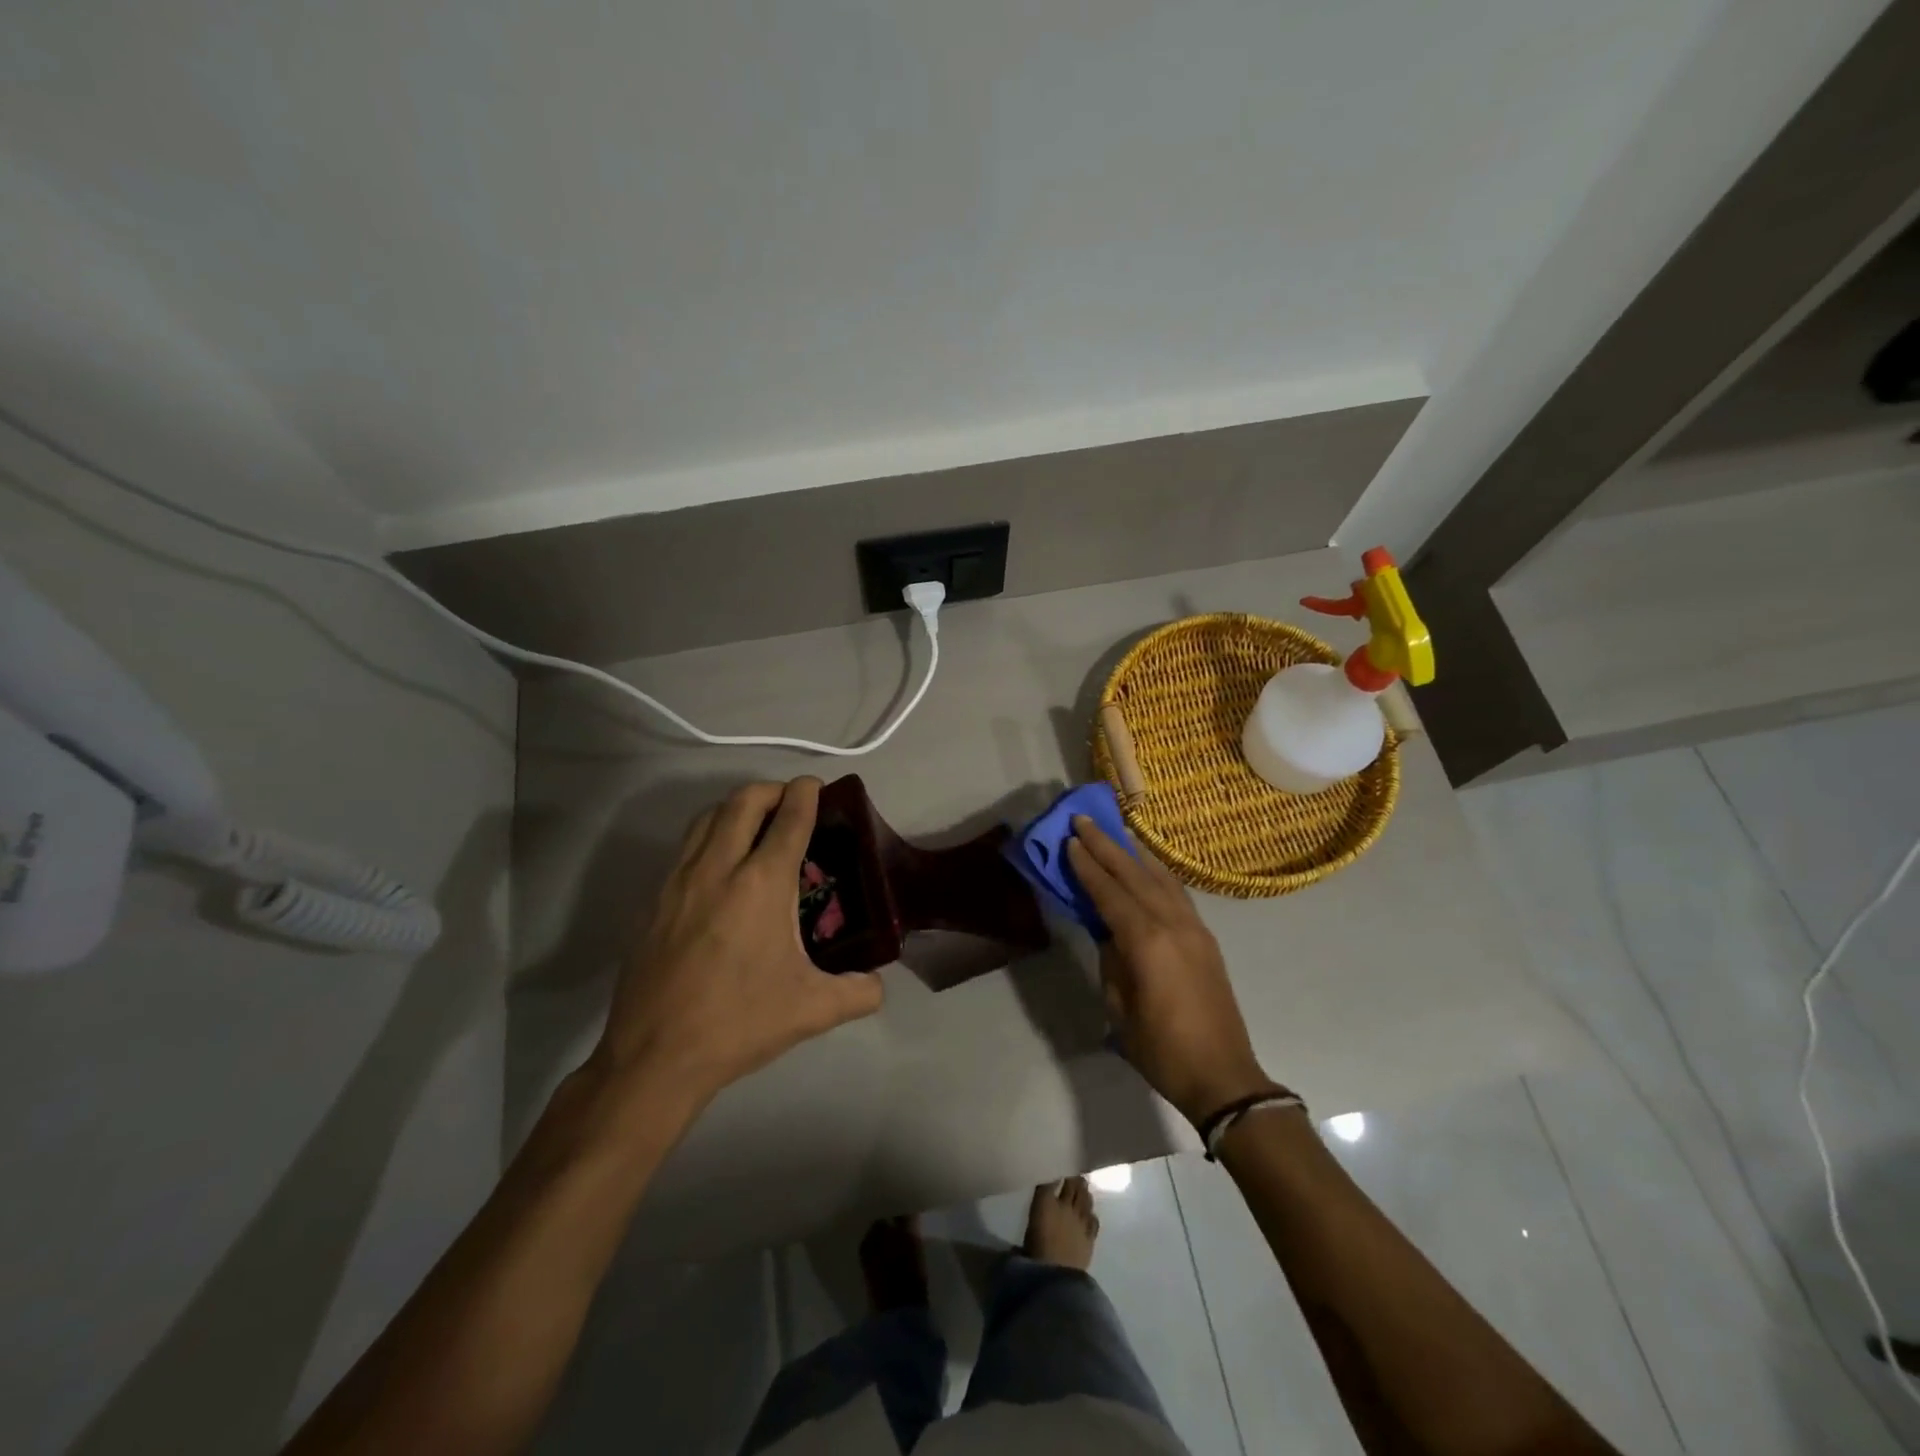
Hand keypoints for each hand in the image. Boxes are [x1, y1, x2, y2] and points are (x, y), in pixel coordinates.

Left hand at [594, 778, 883, 1108]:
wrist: (655, 1057)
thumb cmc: (739, 1024)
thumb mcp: (813, 1010)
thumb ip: (859, 992)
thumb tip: (877, 984)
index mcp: (761, 884)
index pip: (789, 818)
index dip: (806, 794)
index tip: (817, 787)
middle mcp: (718, 868)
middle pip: (743, 801)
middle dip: (771, 790)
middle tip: (790, 803)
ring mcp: (678, 881)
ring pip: (707, 817)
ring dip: (735, 808)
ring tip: (755, 826)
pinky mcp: (653, 901)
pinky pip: (685, 847)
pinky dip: (709, 836)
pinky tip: (721, 868)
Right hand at [1066, 816, 1276, 1125]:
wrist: (1223, 1076)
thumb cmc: (1161, 1049)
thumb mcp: (1119, 1008)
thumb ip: (1111, 961)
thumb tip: (1108, 932)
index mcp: (1146, 942)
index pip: (1109, 893)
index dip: (1087, 867)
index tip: (1069, 840)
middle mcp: (1172, 924)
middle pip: (1134, 875)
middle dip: (1107, 846)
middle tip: (1084, 820)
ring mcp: (1194, 928)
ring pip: (1160, 878)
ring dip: (1134, 853)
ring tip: (1115, 830)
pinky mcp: (1206, 938)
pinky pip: (1177, 893)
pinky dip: (1158, 872)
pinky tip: (1147, 865)